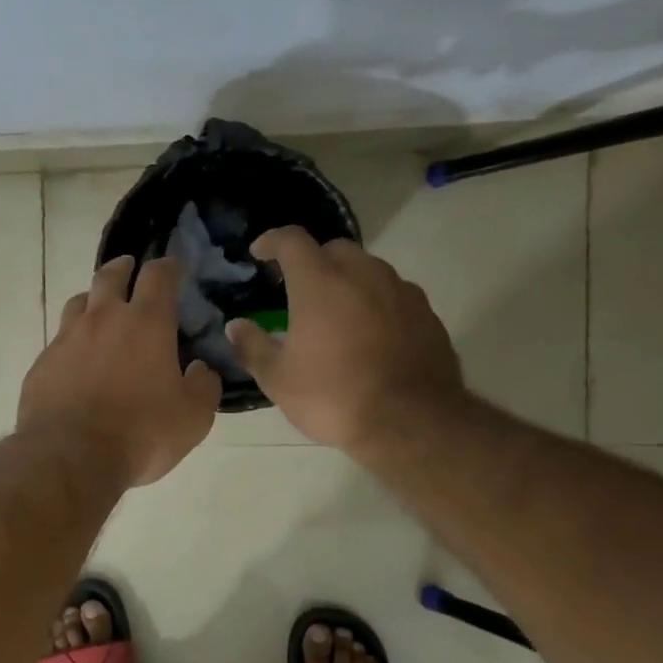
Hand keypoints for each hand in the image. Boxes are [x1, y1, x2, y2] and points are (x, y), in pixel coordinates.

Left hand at [18, 256, 221, 486]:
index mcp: (146, 323)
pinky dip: (72, 342)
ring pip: (79, 302)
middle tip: (129, 269)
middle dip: (123, 268)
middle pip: (110, 275)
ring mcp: (67, 339)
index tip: (172, 268)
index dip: (168, 267)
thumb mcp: (193, 417)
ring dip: (93, 300)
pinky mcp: (42, 363)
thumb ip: (204, 386)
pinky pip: (59, 341)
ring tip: (100, 310)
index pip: (159, 276)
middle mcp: (103, 319)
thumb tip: (200, 369)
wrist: (70, 457)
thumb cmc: (140, 433)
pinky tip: (76, 361)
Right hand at [224, 227, 463, 453]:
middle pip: (334, 249)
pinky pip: (395, 293)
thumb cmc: (333, 396)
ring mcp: (400, 291)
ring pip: (369, 268)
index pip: (292, 240)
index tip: (259, 252)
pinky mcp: (426, 313)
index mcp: (320, 283)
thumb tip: (236, 326)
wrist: (411, 422)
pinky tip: (371, 332)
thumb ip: (253, 347)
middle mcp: (363, 274)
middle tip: (299, 287)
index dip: (272, 241)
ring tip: (337, 311)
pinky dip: (377, 302)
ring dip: (348, 280)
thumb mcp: (278, 379)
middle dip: (313, 260)